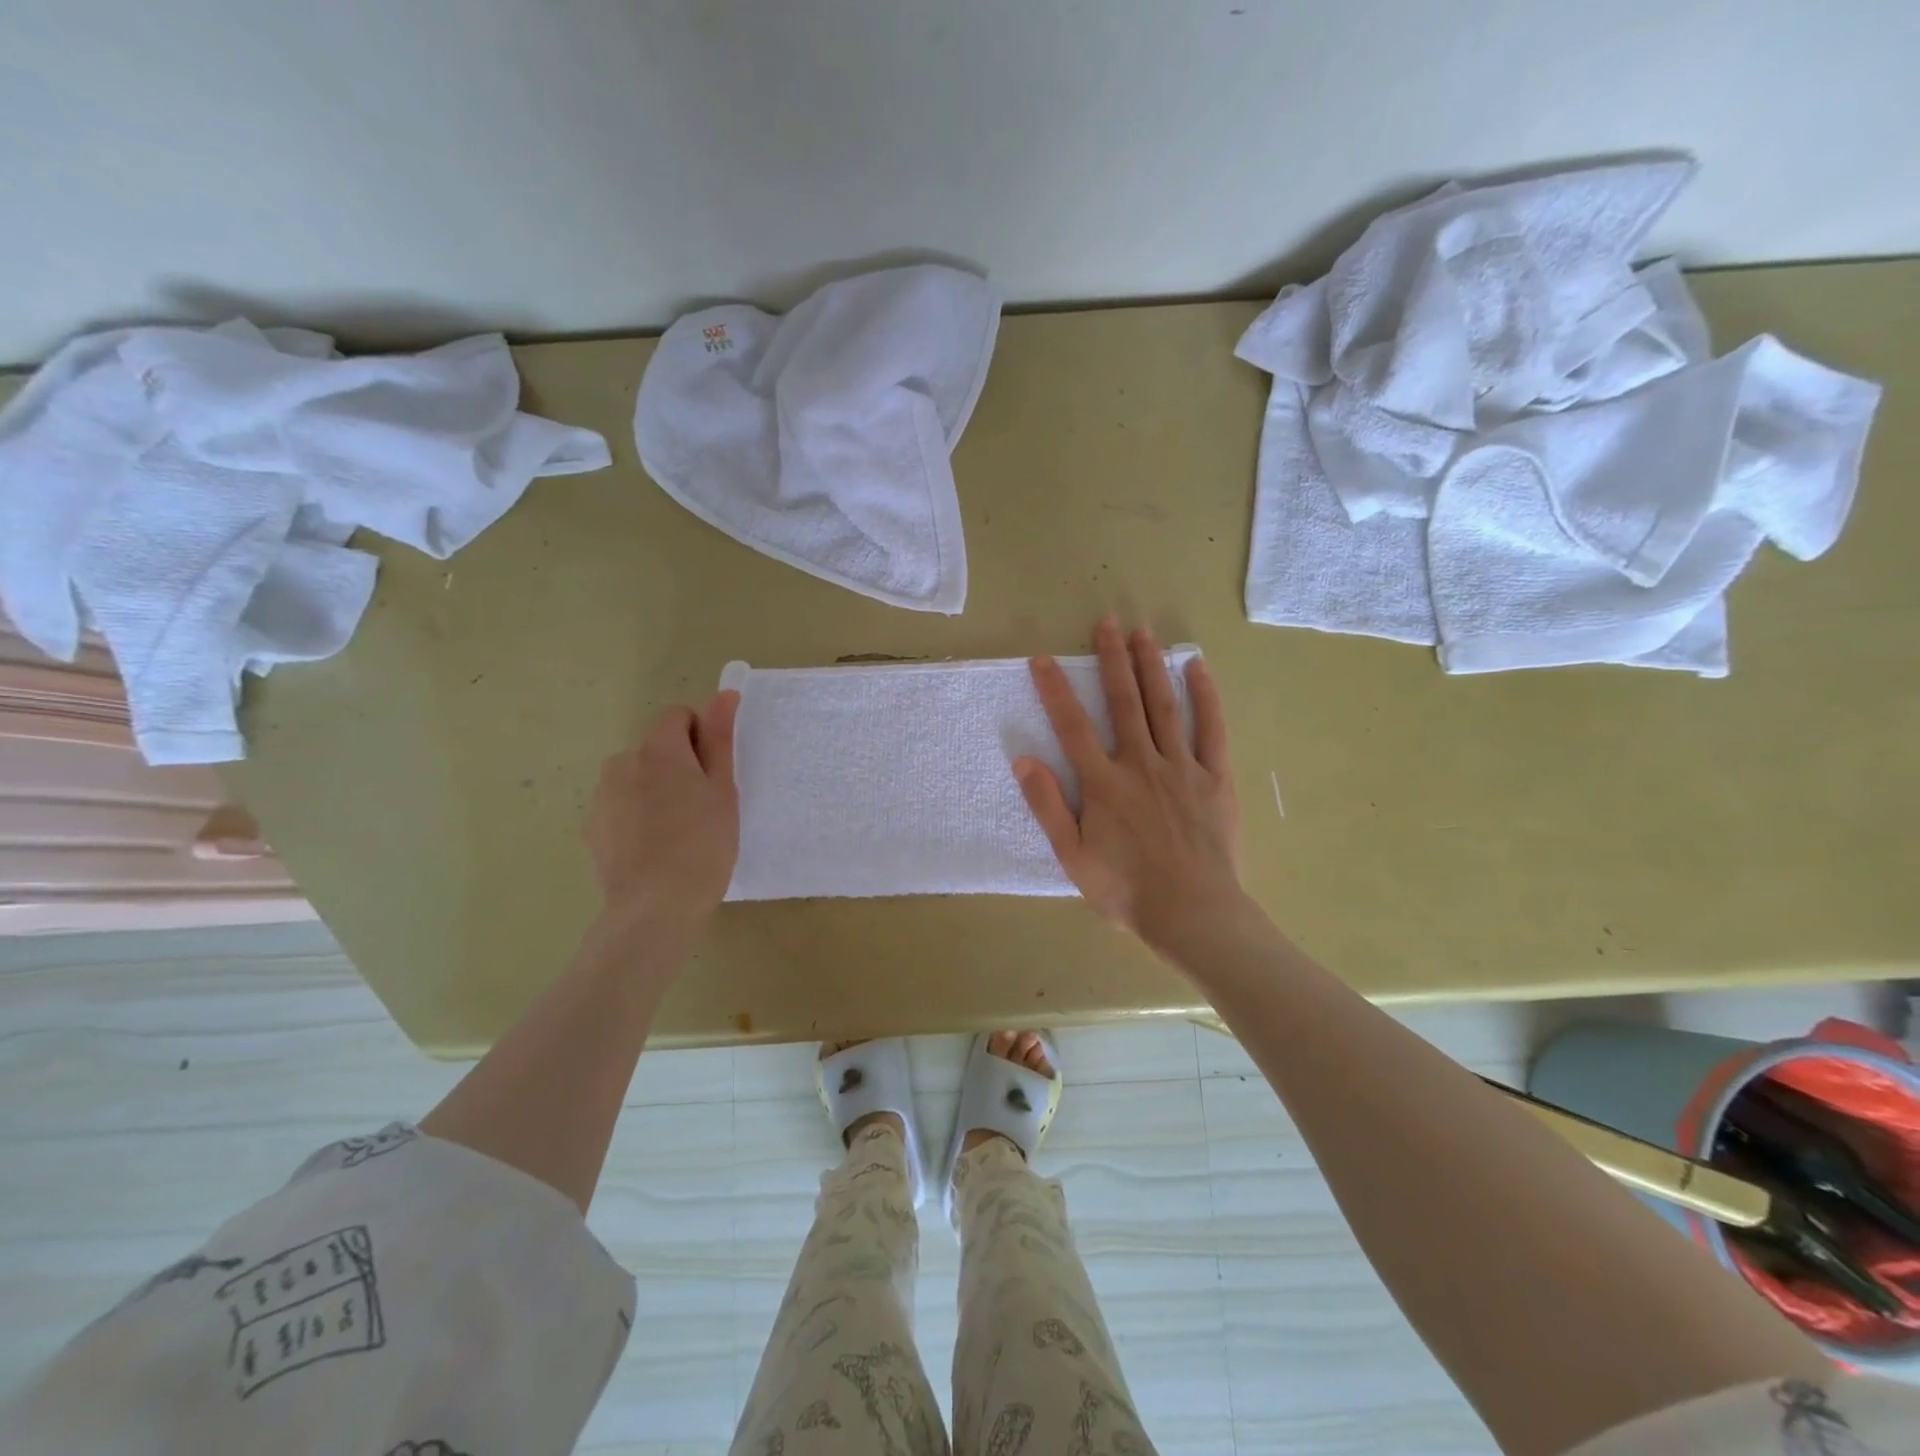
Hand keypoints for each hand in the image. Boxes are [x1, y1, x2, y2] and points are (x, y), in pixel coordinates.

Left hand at [585, 691, 739, 926]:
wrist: (656, 908)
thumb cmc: (703, 845)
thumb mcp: (723, 790)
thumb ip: (720, 739)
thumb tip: (724, 694)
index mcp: (658, 749)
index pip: (678, 716)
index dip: (701, 737)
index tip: (715, 772)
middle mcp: (622, 762)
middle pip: (657, 747)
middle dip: (678, 765)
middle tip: (703, 806)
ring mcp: (602, 795)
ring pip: (638, 777)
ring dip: (656, 789)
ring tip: (678, 832)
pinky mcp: (592, 825)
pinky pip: (621, 804)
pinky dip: (637, 814)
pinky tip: (654, 848)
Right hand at [1015, 617, 1244, 952]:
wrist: (1192, 913)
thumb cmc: (1125, 890)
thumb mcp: (1072, 856)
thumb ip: (1048, 806)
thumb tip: (1024, 760)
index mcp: (1104, 783)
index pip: (1073, 726)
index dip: (1055, 689)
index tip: (1043, 658)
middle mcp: (1141, 763)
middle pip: (1124, 702)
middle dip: (1112, 659)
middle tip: (1108, 623)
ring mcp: (1181, 767)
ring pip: (1164, 705)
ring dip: (1152, 666)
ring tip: (1144, 633)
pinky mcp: (1215, 778)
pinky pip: (1211, 729)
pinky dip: (1205, 696)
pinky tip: (1197, 668)